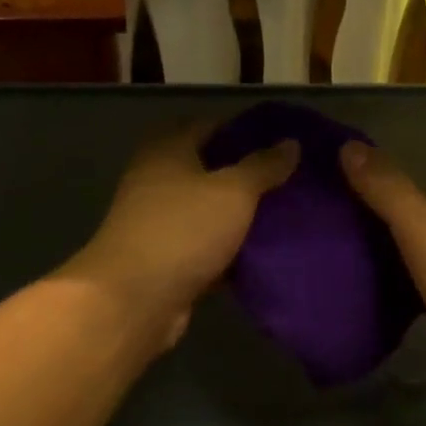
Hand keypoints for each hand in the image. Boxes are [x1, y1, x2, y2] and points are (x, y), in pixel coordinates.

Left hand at [58, 123, 297, 349]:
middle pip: (206, 169)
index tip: (279, 141)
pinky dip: (228, 248)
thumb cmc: (184, 230)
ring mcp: (158, 222)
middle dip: (244, 174)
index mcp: (167, 150)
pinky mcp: (165, 260)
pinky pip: (204, 246)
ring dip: (237, 214)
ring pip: (207, 210)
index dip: (242, 130)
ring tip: (282, 215)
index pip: (207, 126)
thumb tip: (291, 143)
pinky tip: (261, 254)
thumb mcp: (233, 191)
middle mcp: (157, 180)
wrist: (134, 300)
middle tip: (286, 180)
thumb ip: (263, 166)